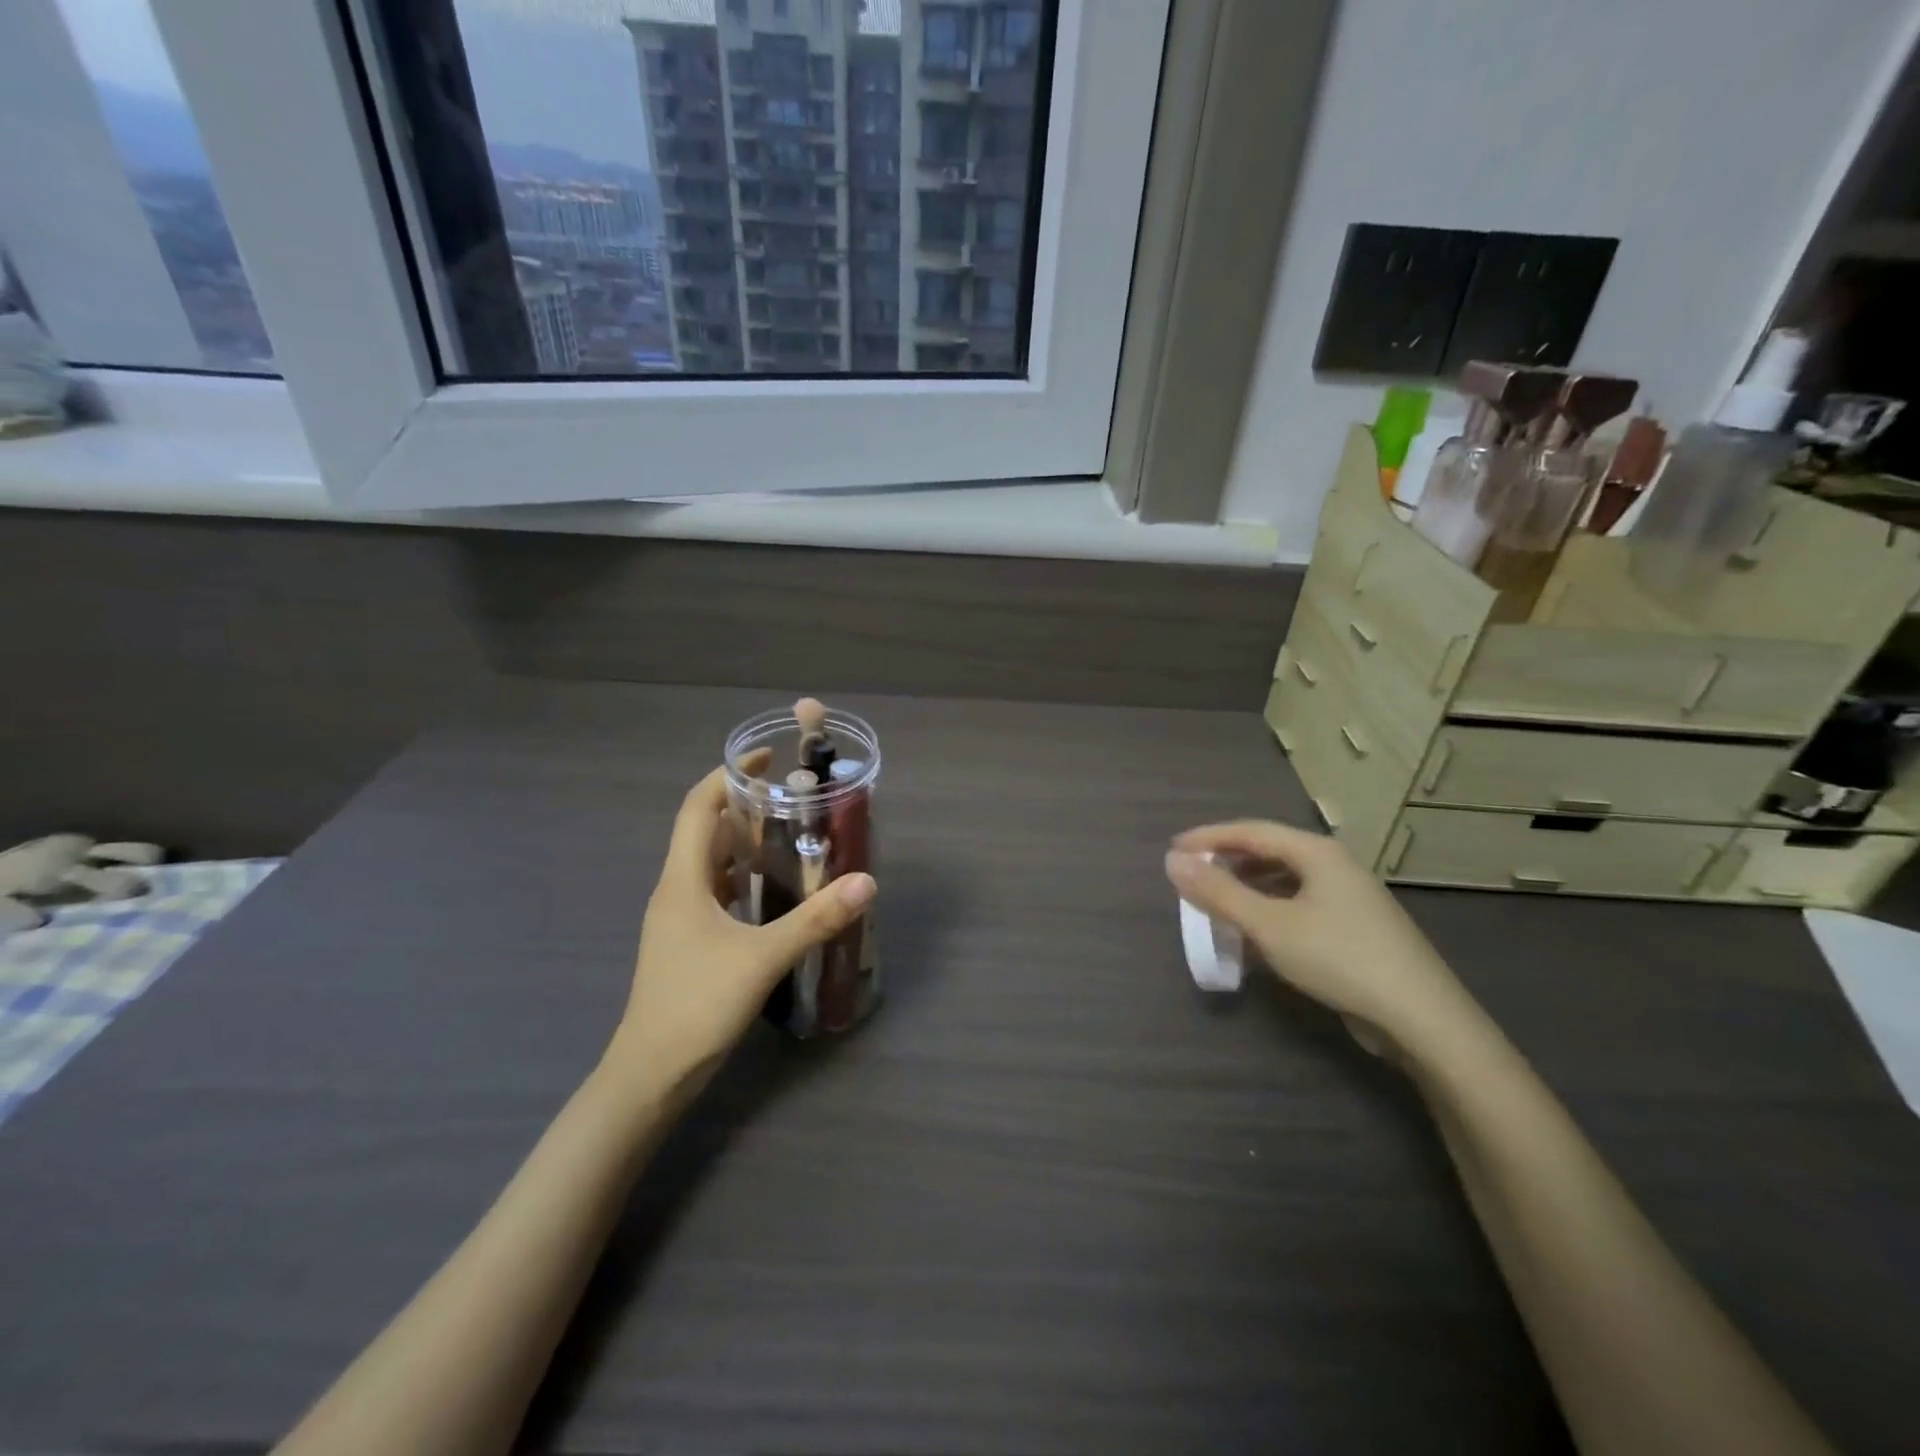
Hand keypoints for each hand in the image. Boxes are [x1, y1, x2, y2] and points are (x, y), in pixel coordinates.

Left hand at [607, 759, 875, 1093]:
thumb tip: (866, 882)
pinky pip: (715, 893)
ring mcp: (679, 919)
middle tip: (793, 801)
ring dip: (744, 844)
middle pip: (704, 831)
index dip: (726, 775)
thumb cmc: (697, 1005)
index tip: (765, 759)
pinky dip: (742, 879)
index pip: (697, 808)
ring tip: (790, 837)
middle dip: (744, 807)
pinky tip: (774, 892)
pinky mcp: (688, 942)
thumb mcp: (763, 958)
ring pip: (710, 864)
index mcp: (682, 881)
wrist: (650, 1075)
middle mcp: (676, 890)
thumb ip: (816, 919)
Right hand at [1165, 821, 1472, 1053]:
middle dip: (1226, 862)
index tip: (1173, 851)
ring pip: (1284, 881)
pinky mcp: (1355, 928)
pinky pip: (1299, 906)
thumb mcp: (1269, 925)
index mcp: (1316, 852)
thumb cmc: (1339, 958)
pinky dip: (1268, 912)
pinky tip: (1254, 936)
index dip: (1208, 838)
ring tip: (1215, 905)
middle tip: (1191, 877)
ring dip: (1246, 889)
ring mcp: (1349, 898)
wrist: (1421, 1018)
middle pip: (1269, 852)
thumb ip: (1218, 892)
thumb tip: (1172, 861)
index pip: (1251, 831)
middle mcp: (1334, 866)